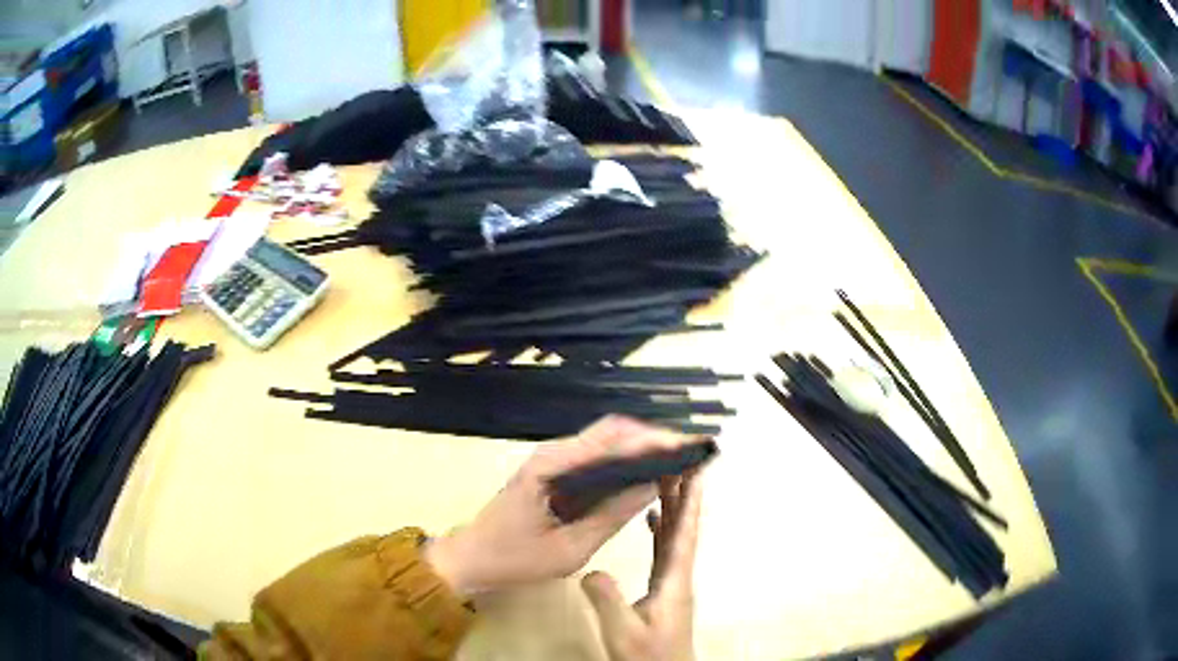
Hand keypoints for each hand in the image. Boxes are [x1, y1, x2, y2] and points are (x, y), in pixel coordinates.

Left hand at [425, 416, 695, 595]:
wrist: (472, 559)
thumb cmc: (515, 558)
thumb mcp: (569, 549)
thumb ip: (611, 516)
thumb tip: (653, 486)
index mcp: (553, 465)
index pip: (612, 439)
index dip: (653, 439)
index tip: (687, 446)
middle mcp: (554, 453)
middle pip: (612, 431)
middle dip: (653, 437)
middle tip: (688, 452)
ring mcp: (553, 460)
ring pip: (605, 441)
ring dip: (640, 446)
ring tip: (675, 460)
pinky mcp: (554, 472)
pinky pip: (596, 457)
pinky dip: (623, 460)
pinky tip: (643, 473)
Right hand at [581, 470, 703, 660]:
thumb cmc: (647, 655)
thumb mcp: (622, 629)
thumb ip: (607, 599)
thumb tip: (592, 570)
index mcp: (674, 580)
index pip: (685, 533)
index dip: (691, 501)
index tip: (694, 469)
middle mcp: (679, 574)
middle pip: (685, 527)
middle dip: (684, 492)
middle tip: (677, 459)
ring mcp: (673, 581)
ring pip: (676, 535)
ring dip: (674, 505)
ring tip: (664, 478)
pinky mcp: (664, 588)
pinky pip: (665, 548)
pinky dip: (662, 527)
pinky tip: (652, 518)